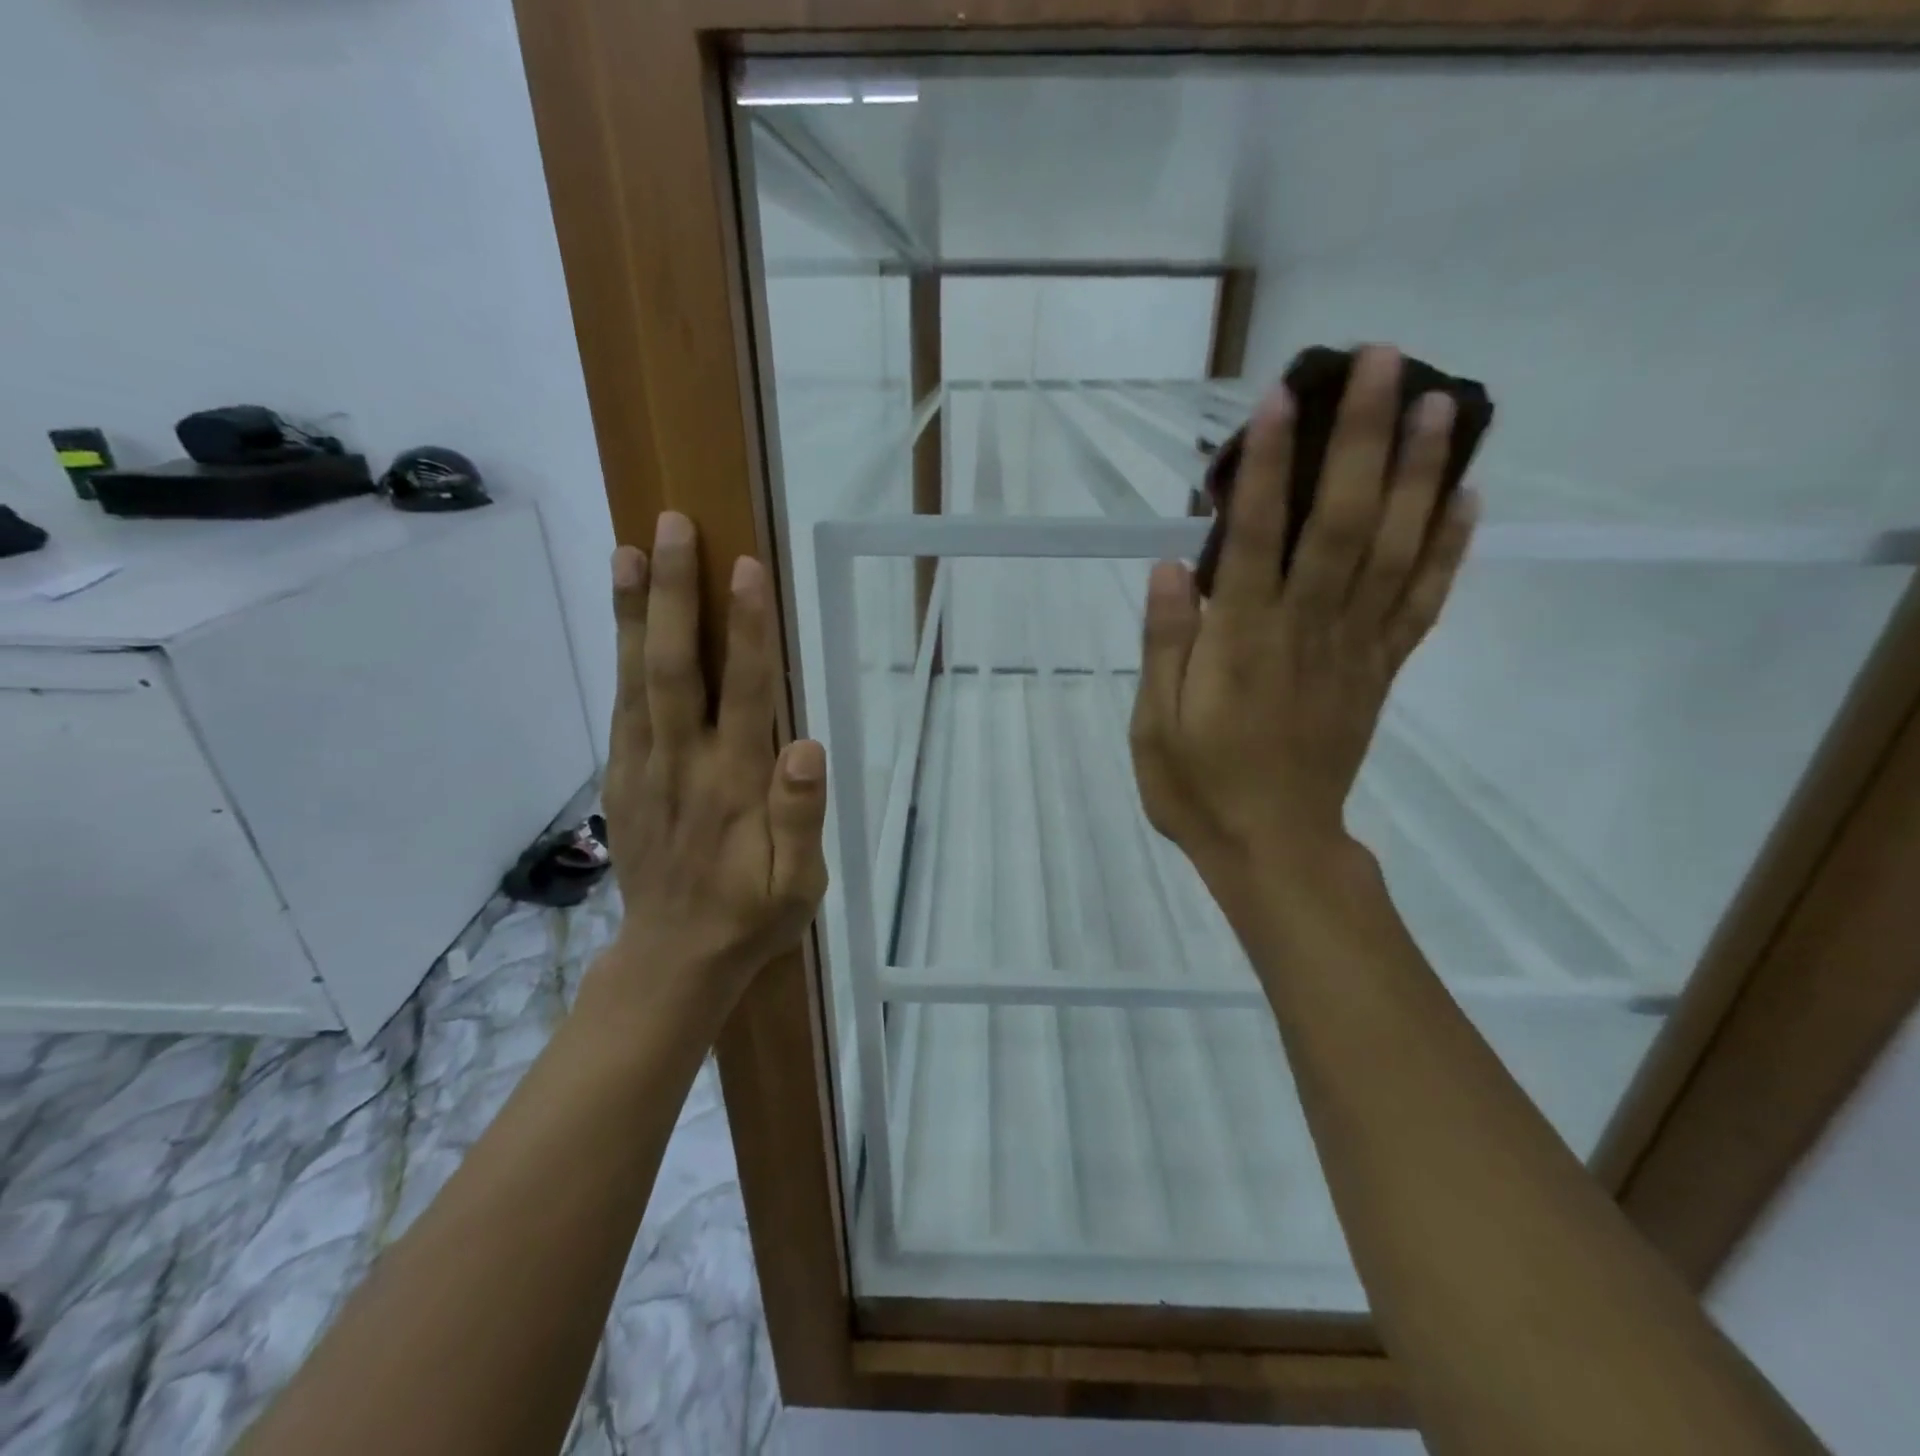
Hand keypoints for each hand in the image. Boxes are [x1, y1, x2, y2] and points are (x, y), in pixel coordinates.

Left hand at [593, 511, 828, 1019]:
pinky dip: (619, 655)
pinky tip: (623, 619)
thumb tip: (806, 745)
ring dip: (631, 612)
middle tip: (671, 528)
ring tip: (627, 549)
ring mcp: (643, 768)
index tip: (745, 568)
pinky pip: (621, 705)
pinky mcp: (621, 777)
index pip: (742, 692)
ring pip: (635, 679)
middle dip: (672, 594)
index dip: (745, 629)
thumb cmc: (751, 917)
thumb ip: (801, 817)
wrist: (672, 958)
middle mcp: (682, 764)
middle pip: (673, 668)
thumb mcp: (799, 885)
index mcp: (733, 785)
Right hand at [1129, 346, 1476, 898]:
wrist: (1273, 847)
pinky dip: (1448, 550)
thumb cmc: (1199, 787)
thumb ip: (1165, 645)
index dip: (1269, 468)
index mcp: (1241, 645)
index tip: (1280, 398)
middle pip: (1341, 524)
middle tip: (1382, 361)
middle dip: (1361, 440)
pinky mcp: (1379, 671)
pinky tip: (1466, 498)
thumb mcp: (1154, 724)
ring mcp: (1353, 650)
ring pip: (1393, 551)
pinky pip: (1421, 604)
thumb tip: (1169, 566)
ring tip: (1440, 403)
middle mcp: (1306, 632)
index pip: (1256, 541)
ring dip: (1418, 475)